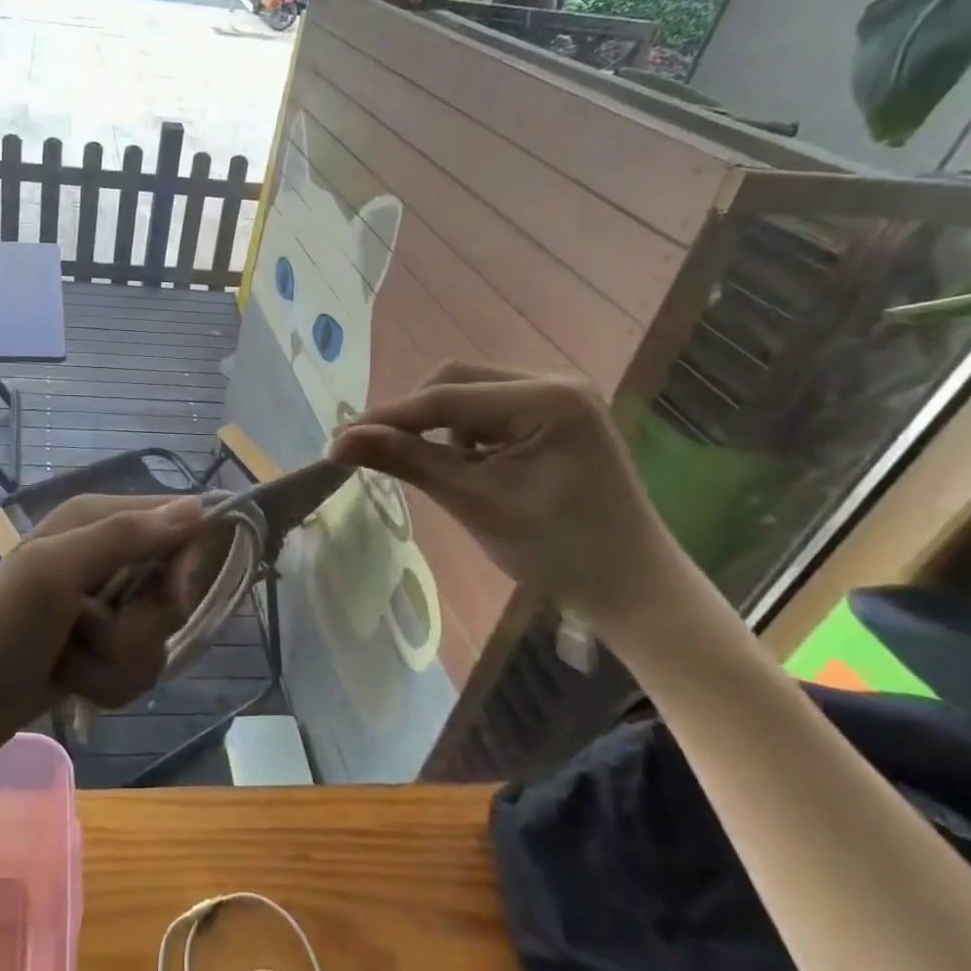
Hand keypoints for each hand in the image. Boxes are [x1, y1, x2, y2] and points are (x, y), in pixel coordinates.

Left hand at [0, 494, 207, 758]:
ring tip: (69, 658)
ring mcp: (106, 608)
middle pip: (173, 590)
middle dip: (137, 625)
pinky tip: (71, 680)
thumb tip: (197, 509)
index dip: (184, 561)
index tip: (168, 594)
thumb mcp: (56, 570)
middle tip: (88, 627)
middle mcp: (108, 557)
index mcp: (98, 520)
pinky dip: (107, 681)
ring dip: (115, 660)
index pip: (180, 522)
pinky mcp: (102, 651)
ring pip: (157, 638)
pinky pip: (139, 668)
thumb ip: (124, 537)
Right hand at [329, 362, 686, 631]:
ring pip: (469, 392)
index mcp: (546, 399)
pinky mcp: (555, 415)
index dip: (387, 418)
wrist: (633, 589)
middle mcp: (554, 381)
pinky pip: (489, 408)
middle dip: (413, 416)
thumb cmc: (558, 551)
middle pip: (455, 381)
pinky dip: (463, 432)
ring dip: (437, 424)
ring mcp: (558, 396)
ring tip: (425, 465)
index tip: (337, 439)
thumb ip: (406, 461)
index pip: (444, 398)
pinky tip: (463, 464)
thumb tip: (339, 441)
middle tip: (374, 451)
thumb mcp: (474, 502)